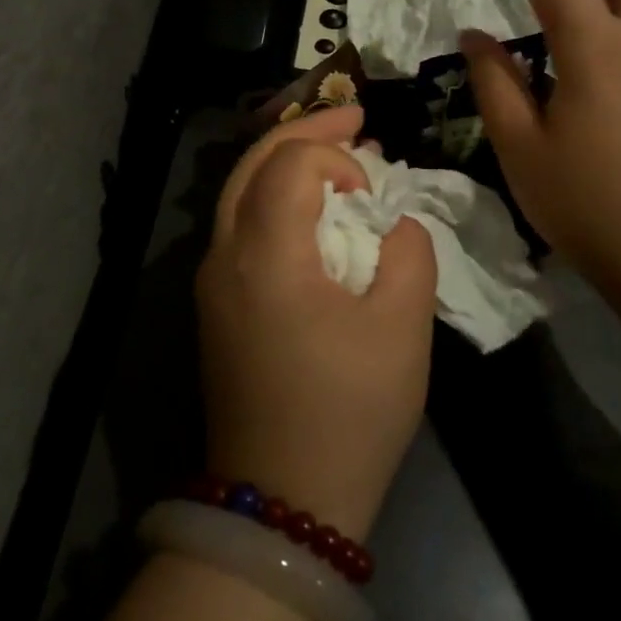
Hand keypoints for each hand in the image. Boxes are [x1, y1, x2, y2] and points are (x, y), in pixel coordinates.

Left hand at [195, 106, 437, 542]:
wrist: (281, 503)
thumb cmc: (348, 413)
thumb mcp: (402, 330)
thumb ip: (408, 255)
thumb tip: (394, 223)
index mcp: (266, 255)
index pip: (289, 164)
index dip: (335, 156)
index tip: (374, 183)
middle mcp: (224, 255)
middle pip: (252, 162)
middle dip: (305, 131)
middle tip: (354, 117)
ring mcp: (212, 280)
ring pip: (239, 189)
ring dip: (286, 160)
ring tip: (335, 153)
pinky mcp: (215, 304)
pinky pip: (240, 223)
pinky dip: (274, 195)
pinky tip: (310, 207)